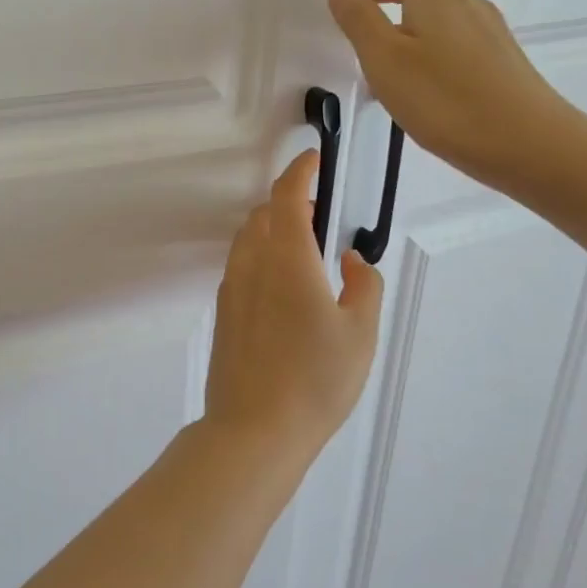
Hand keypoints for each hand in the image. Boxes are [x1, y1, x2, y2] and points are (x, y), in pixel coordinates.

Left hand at [202, 150, 383, 459]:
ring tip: (304, 250)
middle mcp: (251, 262)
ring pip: (249, 238)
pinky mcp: (223, 311)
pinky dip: (262, 255)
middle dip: (290, 202)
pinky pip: (242, 264)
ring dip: (273, 229)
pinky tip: (284, 287)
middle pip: (264, 213)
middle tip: (321, 214)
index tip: (313, 159)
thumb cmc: (315, 379)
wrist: (253, 428)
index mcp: (286, 257)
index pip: (287, 196)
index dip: (300, 171)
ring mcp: (231, 286)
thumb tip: (351, 257)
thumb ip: (363, 285)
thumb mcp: (360, 333)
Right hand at [328, 0, 577, 190]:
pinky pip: (455, 39)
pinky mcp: (500, 66)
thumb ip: (359, 20)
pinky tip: (416, 76)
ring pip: (442, 14)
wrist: (530, 146)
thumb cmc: (447, 98)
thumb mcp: (385, 59)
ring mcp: (489, 38)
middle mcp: (468, 8)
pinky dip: (428, 41)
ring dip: (410, 16)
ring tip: (381, 45)